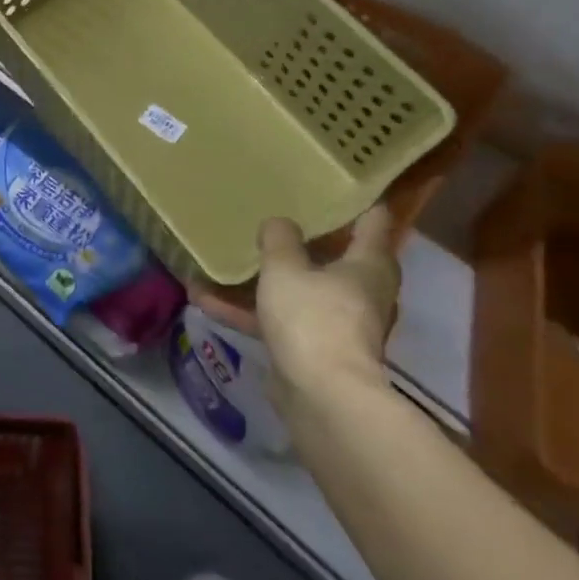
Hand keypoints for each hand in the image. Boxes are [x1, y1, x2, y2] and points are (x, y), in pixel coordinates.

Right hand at [193, 206, 399, 404]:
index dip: (356, 200)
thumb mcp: (285, 269)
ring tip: (227, 260)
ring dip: (265, 279)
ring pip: (300, 290)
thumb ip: (279, 241)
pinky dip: (247, 311)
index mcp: (369, 265)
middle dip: (305, 240)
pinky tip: (204, 299)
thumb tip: (278, 222)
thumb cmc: (312, 318)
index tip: (331, 184)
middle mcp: (362, 292)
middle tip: (274, 217)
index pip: (374, 221)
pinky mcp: (313, 349)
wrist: (322, 395)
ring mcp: (338, 323)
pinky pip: (278, 320)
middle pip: (336, 257)